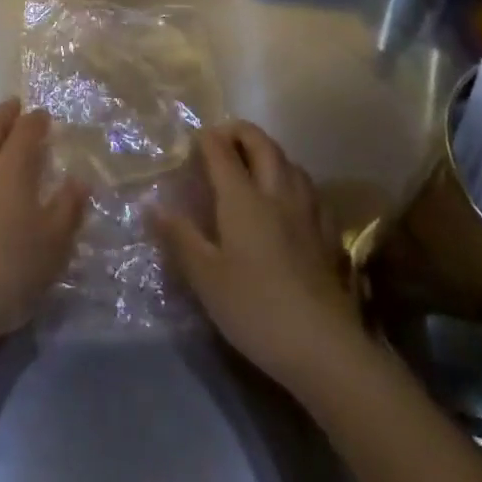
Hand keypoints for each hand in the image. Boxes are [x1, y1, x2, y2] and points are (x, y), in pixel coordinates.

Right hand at [152, 121, 362, 392]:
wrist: (325, 348)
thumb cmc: (256, 309)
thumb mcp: (205, 277)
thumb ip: (179, 237)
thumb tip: (152, 206)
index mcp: (242, 197)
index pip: (221, 149)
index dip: (205, 138)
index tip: (191, 143)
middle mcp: (276, 192)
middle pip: (261, 143)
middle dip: (240, 132)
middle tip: (222, 142)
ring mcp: (307, 212)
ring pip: (290, 162)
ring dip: (269, 154)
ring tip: (254, 167)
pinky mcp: (329, 235)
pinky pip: (311, 191)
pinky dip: (295, 183)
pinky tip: (291, 202)